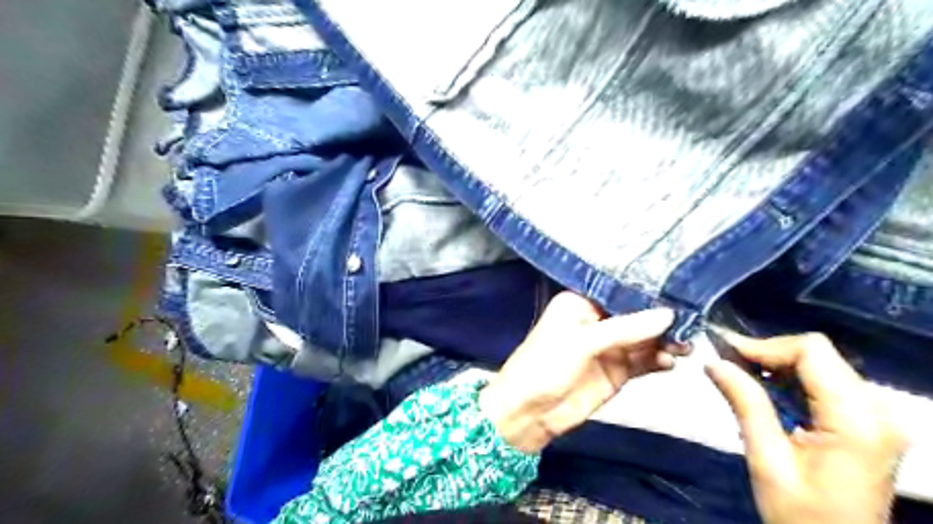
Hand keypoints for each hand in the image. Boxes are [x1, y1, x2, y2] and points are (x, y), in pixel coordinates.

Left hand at [476, 294, 683, 452]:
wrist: (530, 412)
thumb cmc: (546, 365)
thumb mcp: (583, 342)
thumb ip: (626, 329)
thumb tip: (669, 314)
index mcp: (581, 302)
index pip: (619, 290)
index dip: (647, 291)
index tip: (680, 289)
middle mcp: (597, 320)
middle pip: (636, 315)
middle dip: (661, 318)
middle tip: (692, 320)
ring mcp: (609, 347)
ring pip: (644, 338)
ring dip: (664, 341)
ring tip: (686, 344)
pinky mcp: (617, 371)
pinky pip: (643, 362)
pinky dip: (658, 361)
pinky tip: (670, 362)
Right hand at [708, 333, 903, 523]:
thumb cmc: (801, 516)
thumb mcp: (766, 460)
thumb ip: (746, 404)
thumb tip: (714, 362)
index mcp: (858, 422)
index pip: (812, 352)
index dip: (765, 346)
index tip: (725, 354)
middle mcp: (878, 412)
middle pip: (818, 354)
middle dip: (767, 354)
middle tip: (726, 365)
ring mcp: (878, 417)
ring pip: (821, 364)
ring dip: (776, 367)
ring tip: (740, 378)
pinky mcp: (869, 423)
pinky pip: (826, 383)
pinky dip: (791, 380)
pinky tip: (766, 393)